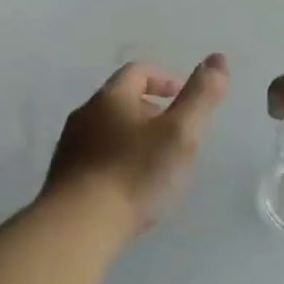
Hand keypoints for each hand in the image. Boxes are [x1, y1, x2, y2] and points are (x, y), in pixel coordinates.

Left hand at [43, 55, 230, 227]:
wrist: (78, 226)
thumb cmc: (134, 173)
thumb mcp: (180, 133)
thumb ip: (201, 95)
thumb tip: (218, 58)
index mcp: (111, 97)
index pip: (138, 71)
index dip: (165, 79)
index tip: (186, 99)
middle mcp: (85, 114)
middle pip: (121, 101)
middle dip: (152, 111)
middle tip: (178, 136)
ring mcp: (70, 147)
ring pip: (108, 131)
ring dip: (135, 139)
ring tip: (158, 166)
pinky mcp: (64, 177)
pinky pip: (96, 159)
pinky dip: (118, 162)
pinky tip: (131, 190)